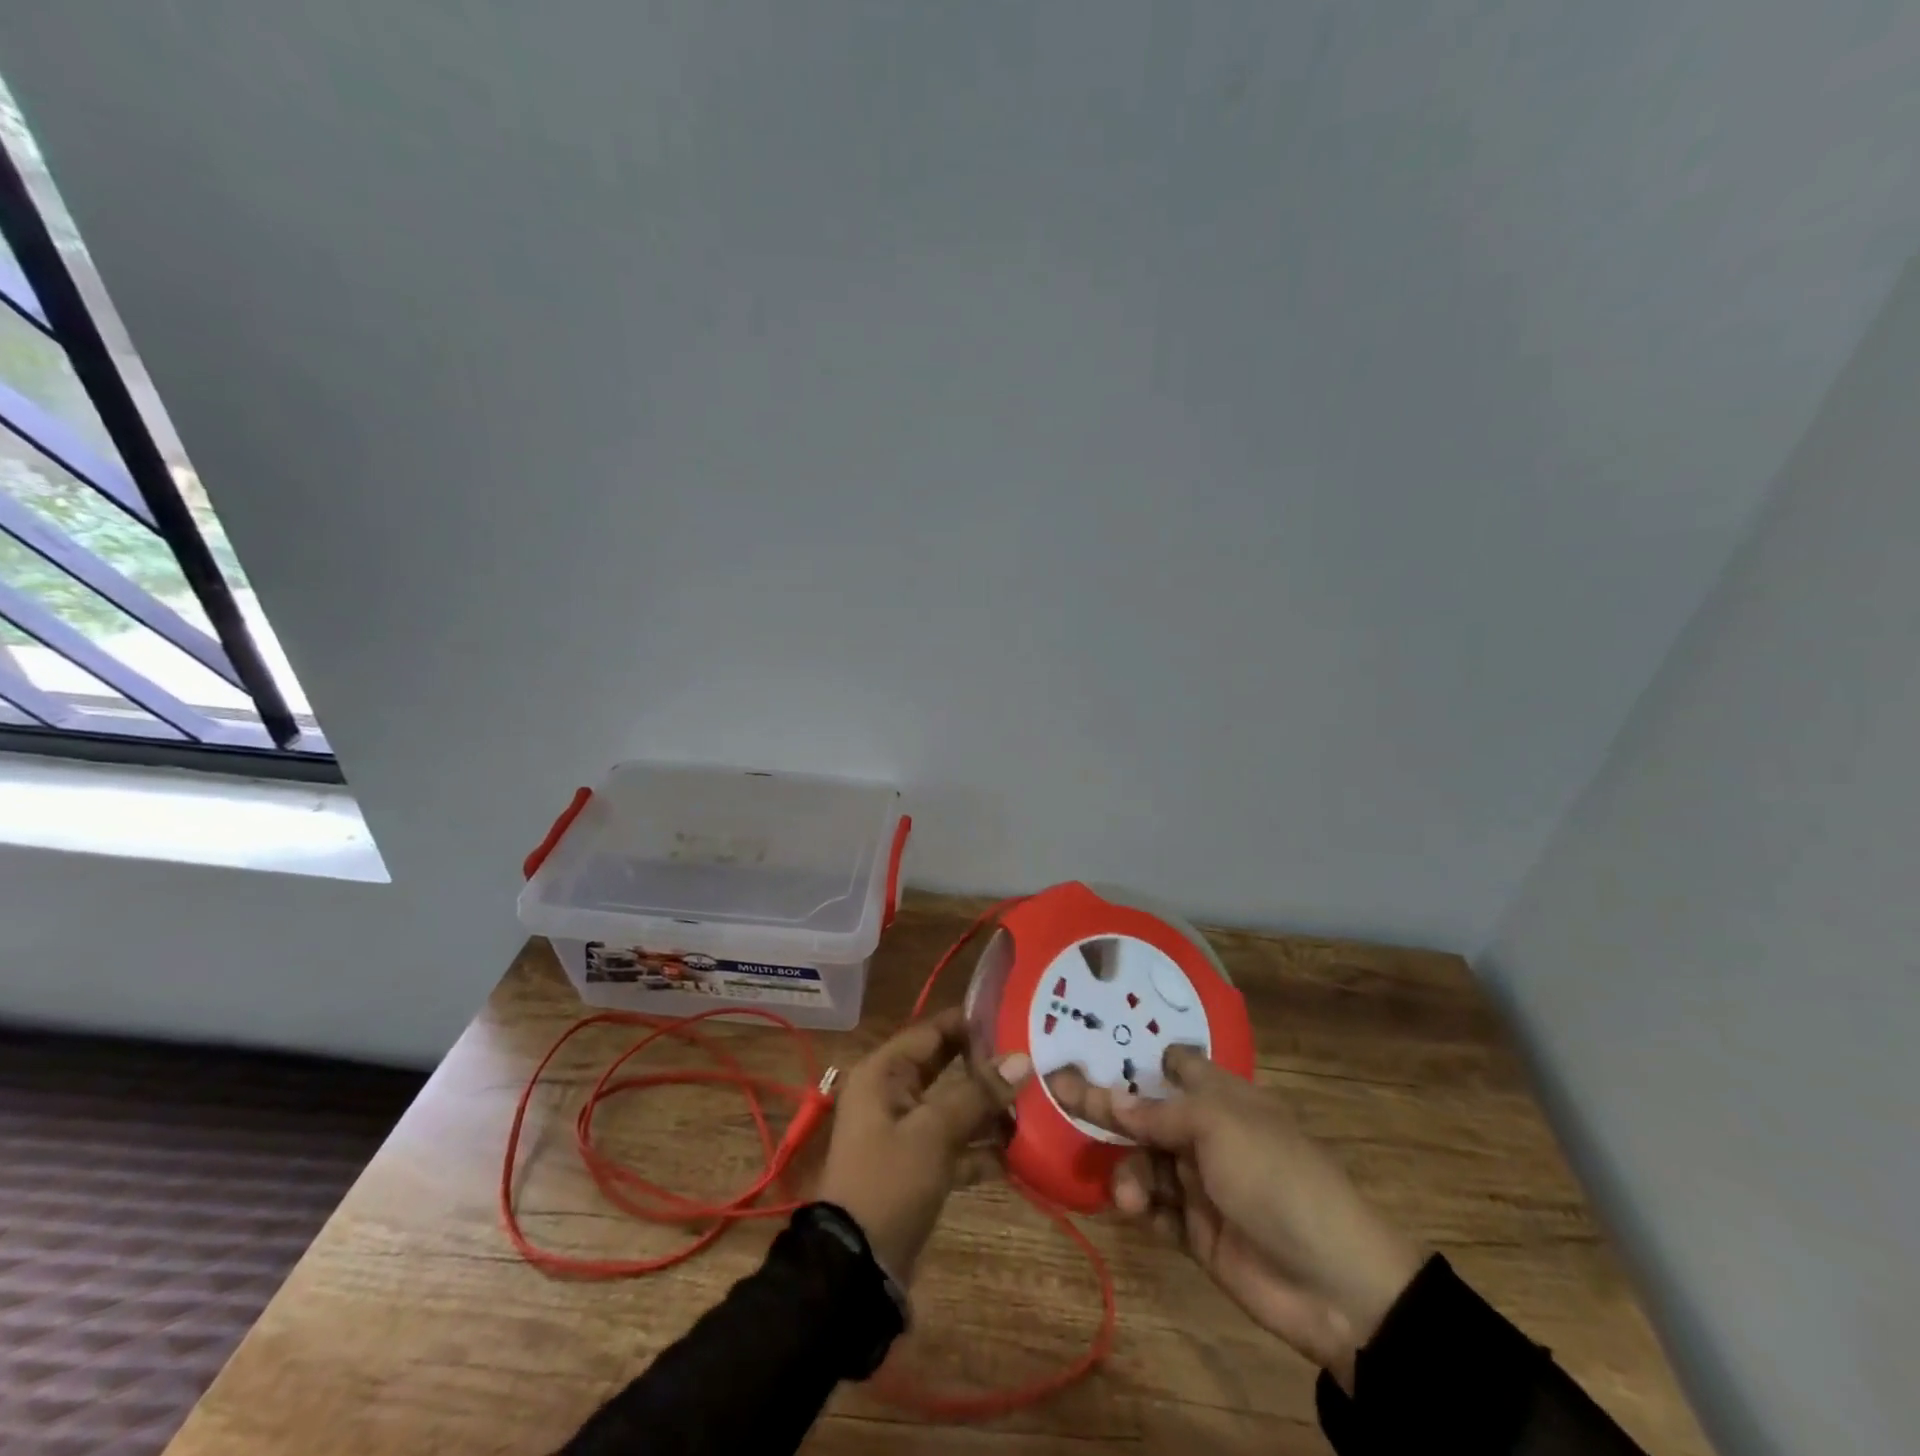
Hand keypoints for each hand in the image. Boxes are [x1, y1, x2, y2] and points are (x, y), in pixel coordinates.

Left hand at [815, 1007, 1030, 1280]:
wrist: (855, 1268)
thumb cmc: (889, 1181)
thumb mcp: (934, 1132)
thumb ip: (978, 1094)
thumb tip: (1022, 1059)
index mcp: (883, 1072)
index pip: (932, 1031)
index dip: (971, 1023)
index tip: (1015, 1017)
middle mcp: (892, 1093)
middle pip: (945, 1067)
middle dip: (986, 1067)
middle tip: (1034, 1058)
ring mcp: (905, 1131)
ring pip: (953, 1106)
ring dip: (989, 1110)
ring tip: (1037, 1105)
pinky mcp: (918, 1166)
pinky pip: (955, 1144)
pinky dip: (981, 1148)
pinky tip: (1020, 1153)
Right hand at [1049, 1048, 1423, 1386]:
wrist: (1333, 1285)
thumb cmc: (1276, 1177)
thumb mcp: (1219, 1128)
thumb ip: (1160, 1113)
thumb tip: (1112, 1097)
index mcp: (1224, 1097)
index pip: (1179, 1065)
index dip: (1141, 1056)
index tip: (1095, 1046)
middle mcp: (1208, 1134)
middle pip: (1147, 1113)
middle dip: (1108, 1106)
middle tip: (1060, 1089)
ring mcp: (1201, 1183)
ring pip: (1144, 1160)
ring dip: (1129, 1170)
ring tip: (1130, 1195)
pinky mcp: (1195, 1231)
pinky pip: (1154, 1208)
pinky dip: (1139, 1206)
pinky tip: (1134, 1209)